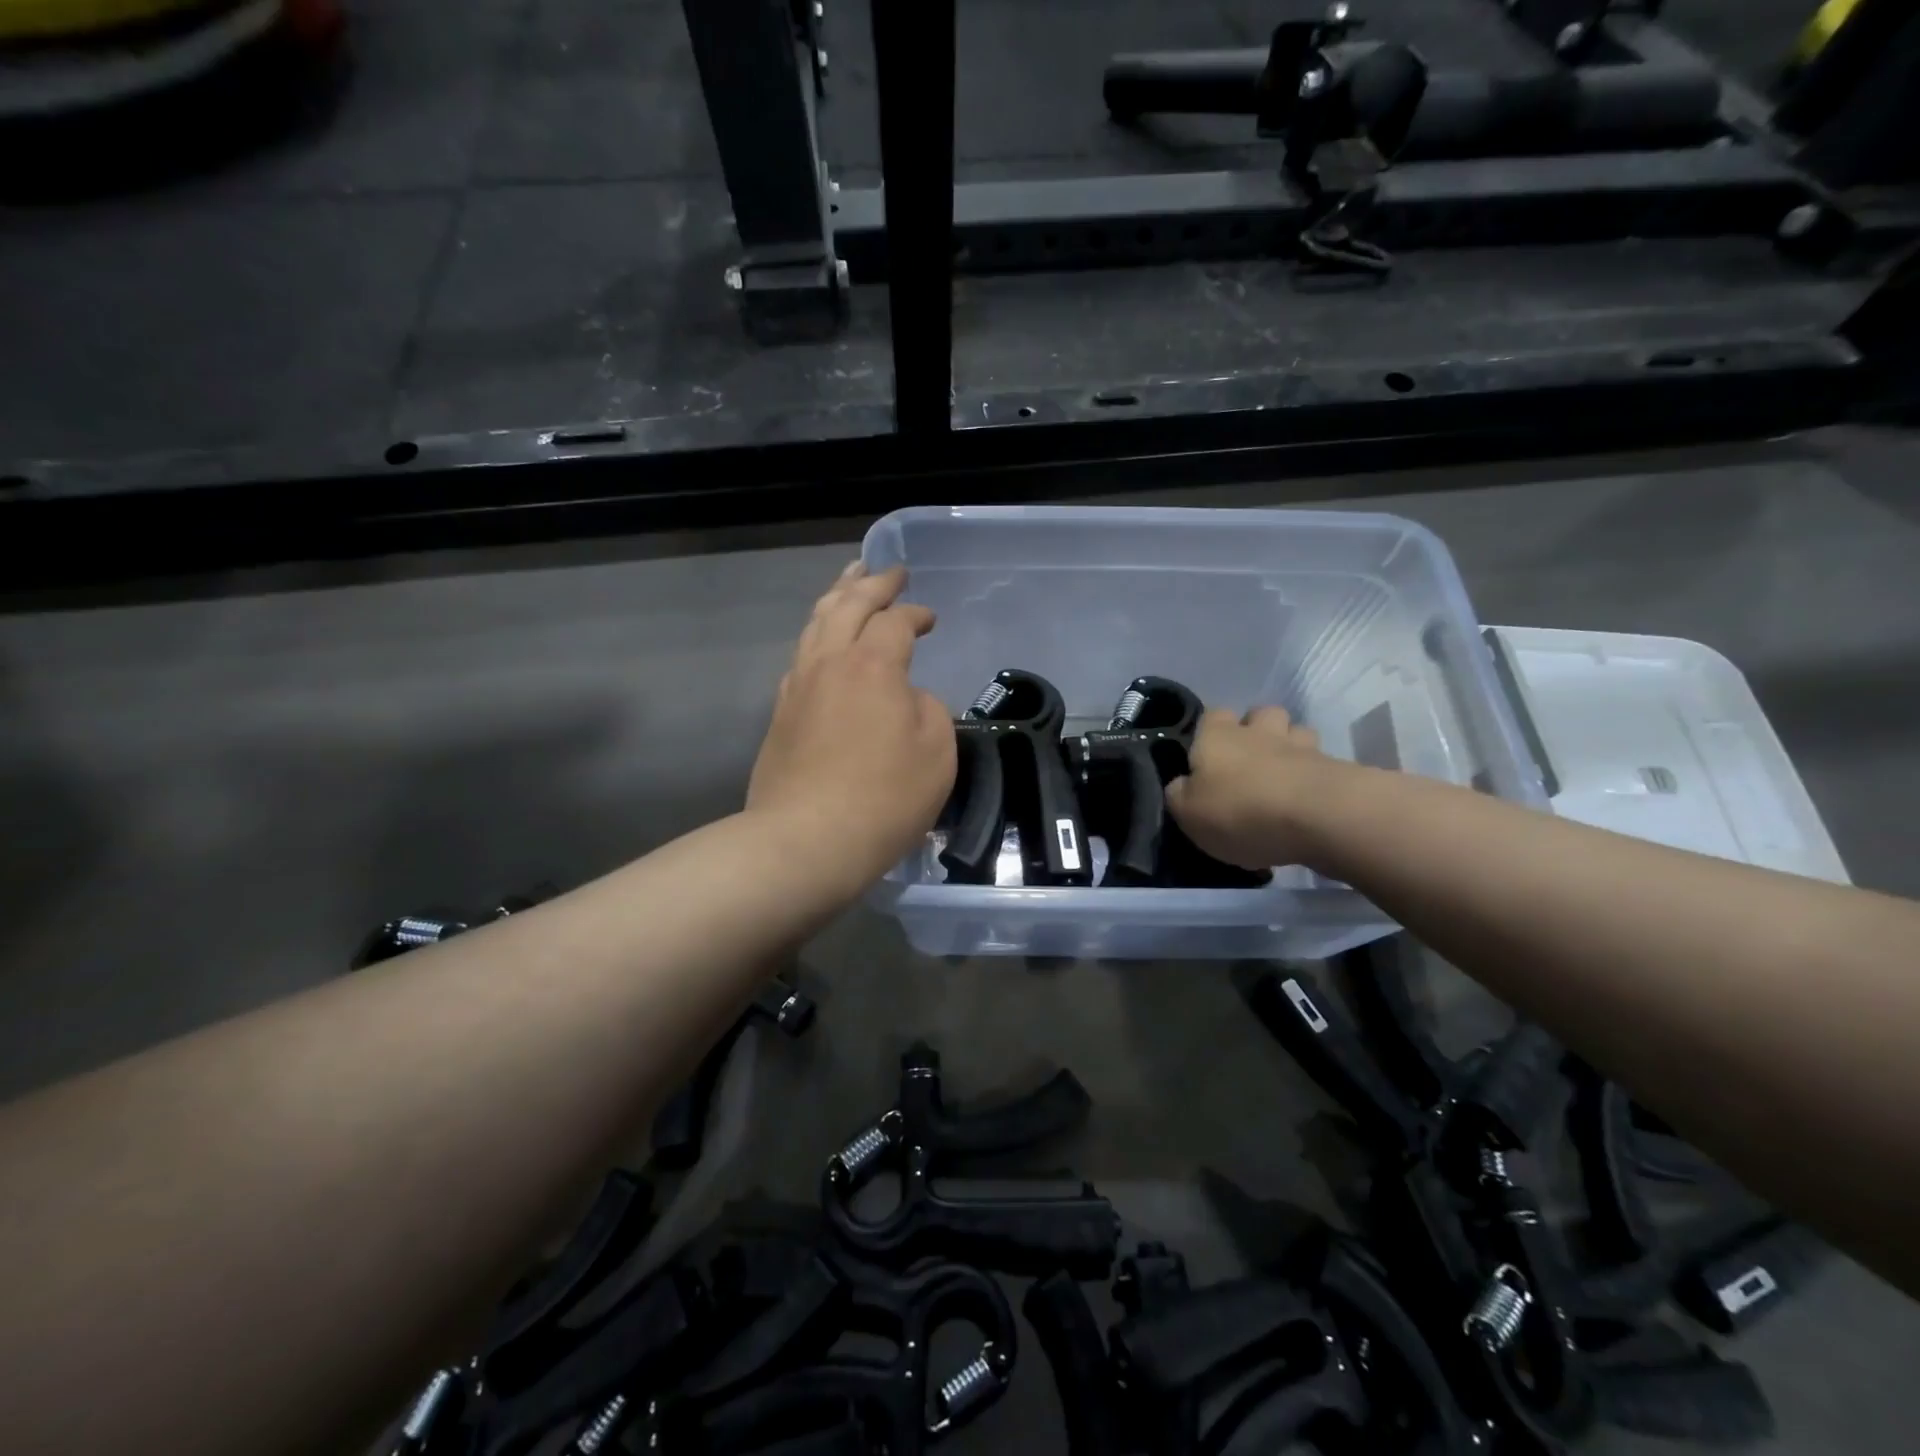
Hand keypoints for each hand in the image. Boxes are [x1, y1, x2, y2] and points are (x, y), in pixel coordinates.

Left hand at [748, 564, 956, 890]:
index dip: (914, 614)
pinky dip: (817, 633)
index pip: (895, 622)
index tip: (929, 618)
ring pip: (816, 624)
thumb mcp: (936, 753)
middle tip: (889, 570)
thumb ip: (927, 709)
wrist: (805, 841)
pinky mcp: (781, 712)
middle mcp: (830, 662)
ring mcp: (798, 685)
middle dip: (871, 583)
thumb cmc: (883, 798)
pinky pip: (801, 654)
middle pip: (848, 605)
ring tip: (848, 579)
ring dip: (836, 596)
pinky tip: (823, 640)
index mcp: (873, 665)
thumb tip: (905, 697)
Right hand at [1165, 707, 1343, 869]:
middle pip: (1259, 714)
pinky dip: (1314, 775)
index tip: (1206, 757)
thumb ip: (1179, 794)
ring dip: (1290, 747)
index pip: (1211, 715)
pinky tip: (1308, 799)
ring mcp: (1301, 746)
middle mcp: (1258, 731)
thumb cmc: (1240, 811)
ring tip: (1284, 776)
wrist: (1318, 817)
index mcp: (1217, 736)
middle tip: (1249, 763)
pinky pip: (1321, 763)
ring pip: (1296, 732)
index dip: (1208, 732)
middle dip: (1256, 731)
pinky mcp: (1335, 768)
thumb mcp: (1187, 813)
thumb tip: (1182, 784)